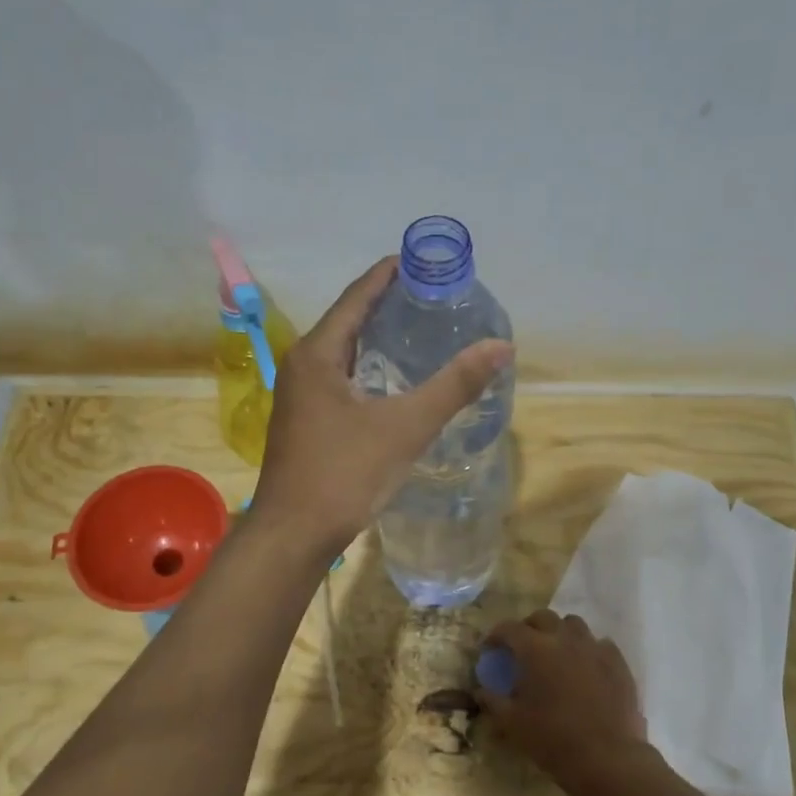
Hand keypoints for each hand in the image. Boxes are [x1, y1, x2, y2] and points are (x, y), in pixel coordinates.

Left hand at [254, 257, 512, 553]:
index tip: (421, 261)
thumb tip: (501, 346)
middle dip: (387, 305)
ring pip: (343, 354)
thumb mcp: (405, 427)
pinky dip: (368, 370)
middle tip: (431, 298)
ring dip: (377, 339)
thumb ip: (454, 385)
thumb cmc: (344, 474)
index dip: (388, 275)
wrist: (294, 534)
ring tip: (419, 332)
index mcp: (317, 354)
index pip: (357, 296)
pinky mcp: (305, 423)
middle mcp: (302, 366)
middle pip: (348, 321)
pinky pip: (340, 380)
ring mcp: (299, 397)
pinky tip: (393, 383)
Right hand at [473, 610, 651, 794]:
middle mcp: (564, 639)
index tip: (490, 650)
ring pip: (573, 625)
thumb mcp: (512, 723)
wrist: (607, 758)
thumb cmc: (553, 739)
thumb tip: (480, 690)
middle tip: (523, 649)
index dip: (496, 636)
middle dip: (528, 628)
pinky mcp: (618, 662)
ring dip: (560, 633)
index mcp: (535, 649)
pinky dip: (587, 650)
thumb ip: (493, 701)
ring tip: (556, 654)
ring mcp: (595, 648)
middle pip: (543, 617)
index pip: (509, 628)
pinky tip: (586, 668)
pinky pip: (600, 644)